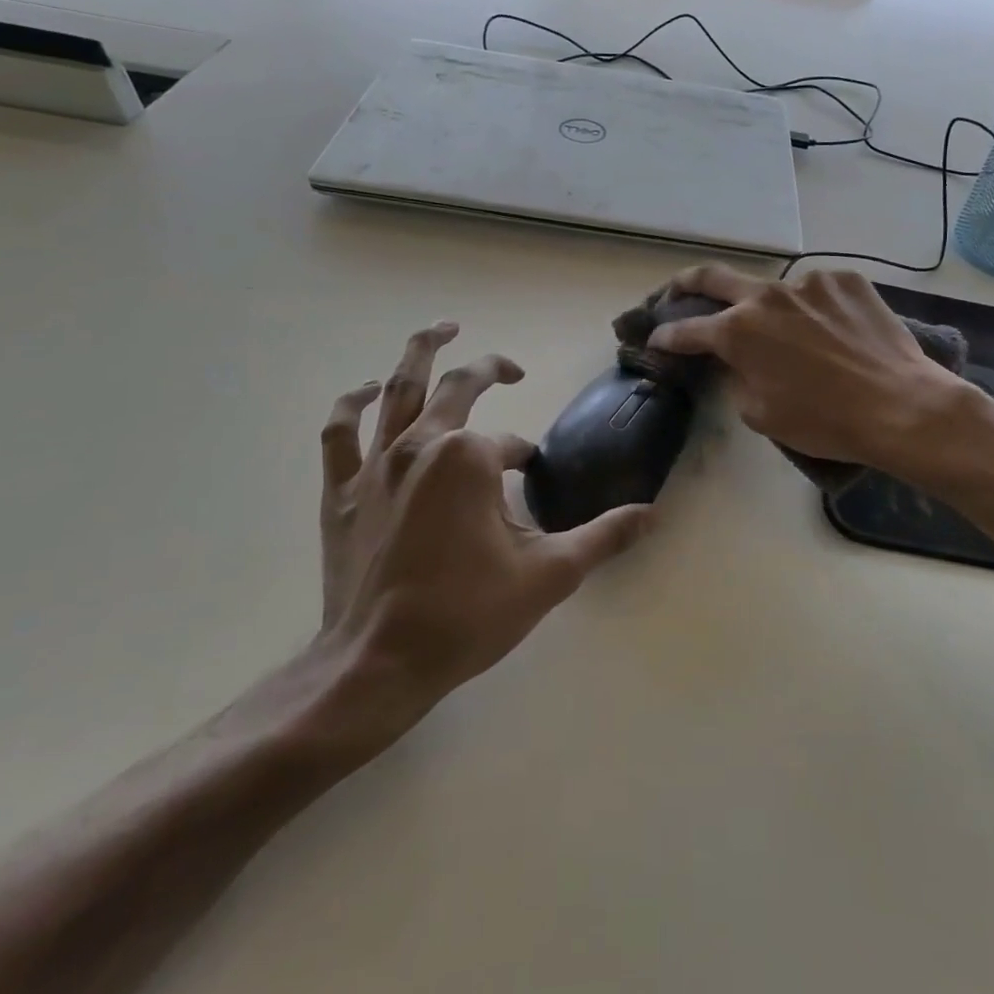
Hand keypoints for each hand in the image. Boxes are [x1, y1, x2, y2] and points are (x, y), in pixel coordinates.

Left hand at [304, 322, 652, 758]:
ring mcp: (375, 465)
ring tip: (441, 329)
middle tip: (511, 368)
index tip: (531, 485)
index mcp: (470, 458)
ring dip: (421, 354)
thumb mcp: (549, 574)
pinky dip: (351, 405)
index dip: (526, 462)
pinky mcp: (343, 491)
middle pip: (457, 387)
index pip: (511, 446)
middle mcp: (421, 445)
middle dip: (488, 369)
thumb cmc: (467, 614)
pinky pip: (340, 433)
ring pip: (396, 390)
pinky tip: (367, 392)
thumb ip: (603, 537)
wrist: (378, 664)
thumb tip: (653, 515)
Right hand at [648, 265, 967, 479]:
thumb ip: (737, 378)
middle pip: (713, 278)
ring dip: (769, 308)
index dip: (665, 337)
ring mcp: (809, 282)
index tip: (656, 339)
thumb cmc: (824, 421)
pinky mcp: (847, 280)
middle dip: (685, 285)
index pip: (687, 330)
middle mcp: (767, 296)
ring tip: (790, 335)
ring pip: (775, 289)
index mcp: (738, 331)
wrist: (900, 406)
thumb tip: (738, 362)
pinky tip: (830, 332)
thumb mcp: (761, 413)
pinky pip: (817, 292)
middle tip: (676, 293)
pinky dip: (813, 309)